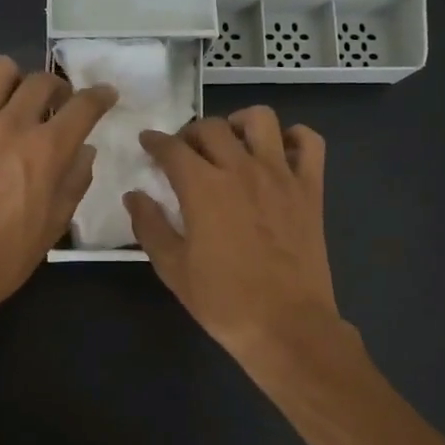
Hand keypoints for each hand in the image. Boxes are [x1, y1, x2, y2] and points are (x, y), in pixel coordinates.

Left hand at [0, 56, 115, 325]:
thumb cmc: (6, 257)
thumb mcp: (55, 225)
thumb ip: (75, 181)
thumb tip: (84, 150)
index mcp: (46, 151)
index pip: (84, 106)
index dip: (100, 96)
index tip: (105, 96)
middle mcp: (11, 125)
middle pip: (43, 81)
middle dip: (58, 90)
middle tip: (55, 108)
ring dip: (14, 80)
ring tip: (11, 100)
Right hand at [124, 107, 342, 362]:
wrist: (286, 325)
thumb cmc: (223, 301)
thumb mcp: (173, 269)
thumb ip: (149, 226)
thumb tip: (134, 196)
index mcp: (203, 188)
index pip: (172, 148)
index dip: (155, 141)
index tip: (148, 143)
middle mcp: (241, 169)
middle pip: (212, 127)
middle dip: (190, 134)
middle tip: (185, 153)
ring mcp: (280, 175)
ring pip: (261, 120)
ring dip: (239, 123)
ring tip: (231, 143)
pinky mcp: (310, 188)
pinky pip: (310, 142)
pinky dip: (294, 138)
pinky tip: (279, 153)